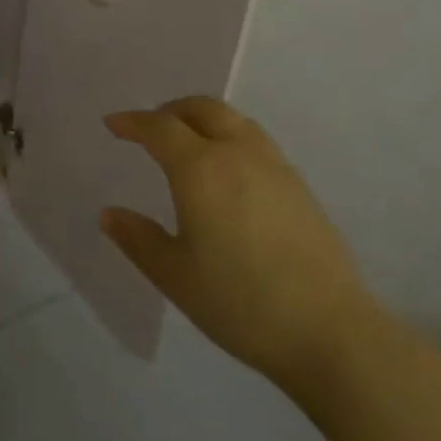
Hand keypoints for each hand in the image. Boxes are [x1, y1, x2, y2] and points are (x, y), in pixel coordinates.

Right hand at [101, 97, 386, 398]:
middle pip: (201, 108)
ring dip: (203, 119)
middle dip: (170, 110)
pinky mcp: (299, 185)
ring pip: (233, 119)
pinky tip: (229, 172)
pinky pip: (255, 140)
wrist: (332, 332)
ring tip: (189, 143)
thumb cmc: (242, 303)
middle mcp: (237, 153)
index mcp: (200, 168)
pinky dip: (230, 137)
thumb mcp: (176, 276)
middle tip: (151, 128)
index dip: (133, 122)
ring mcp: (274, 166)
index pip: (159, 127)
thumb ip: (138, 239)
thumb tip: (109, 214)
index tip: (113, 125)